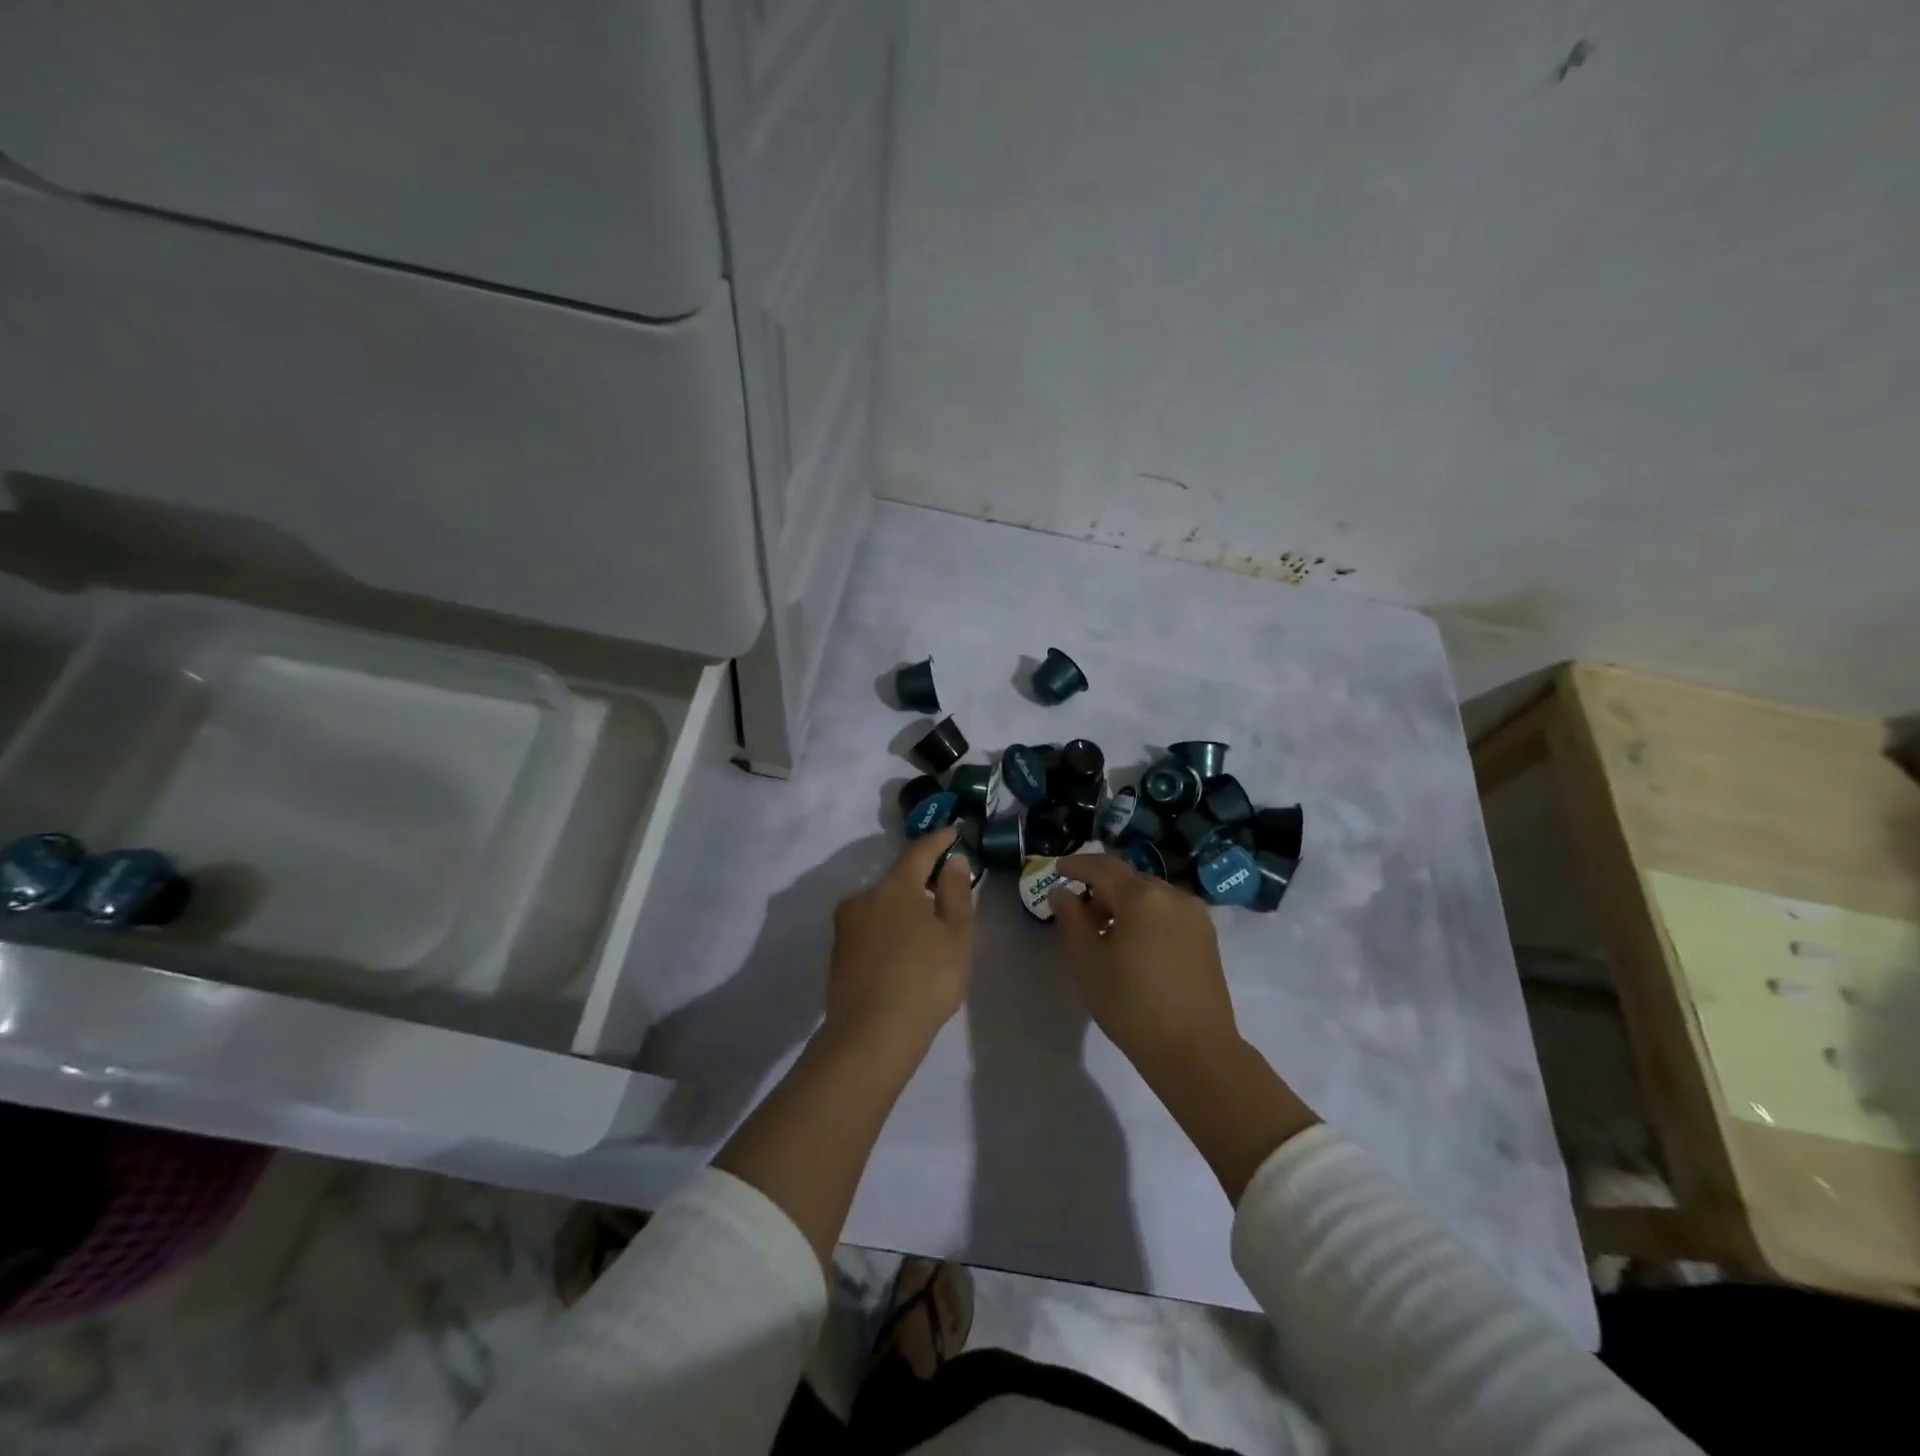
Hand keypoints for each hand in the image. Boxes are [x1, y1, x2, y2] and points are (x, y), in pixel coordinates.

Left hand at [825, 827, 975, 1060]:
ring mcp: (846, 927)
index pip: (919, 851)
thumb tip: (952, 861)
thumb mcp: (957, 936)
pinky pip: (870, 930)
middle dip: (922, 882)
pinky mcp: (838, 955)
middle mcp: (864, 898)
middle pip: (898, 880)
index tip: (954, 832)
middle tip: (947, 894)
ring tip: (927, 933)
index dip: (939, 840)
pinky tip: (903, 956)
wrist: (870, 1037)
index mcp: (894, 887)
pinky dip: (889, 932)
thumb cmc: (925, 980)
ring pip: (882, 906)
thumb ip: (956, 893)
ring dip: (904, 910)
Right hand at [1050, 853, 1241, 1078]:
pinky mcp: (1207, 936)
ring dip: (1124, 902)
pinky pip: (1168, 911)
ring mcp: (1195, 915)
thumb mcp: (1088, 962)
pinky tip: (1134, 943)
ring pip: (1150, 894)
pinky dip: (1146, 915)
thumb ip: (1071, 920)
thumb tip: (1062, 893)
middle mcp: (1172, 895)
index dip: (1077, 865)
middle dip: (1100, 887)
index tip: (1057, 868)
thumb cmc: (1132, 1005)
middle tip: (1078, 911)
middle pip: (1128, 878)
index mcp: (1141, 897)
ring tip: (1105, 931)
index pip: (1103, 867)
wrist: (1195, 1051)